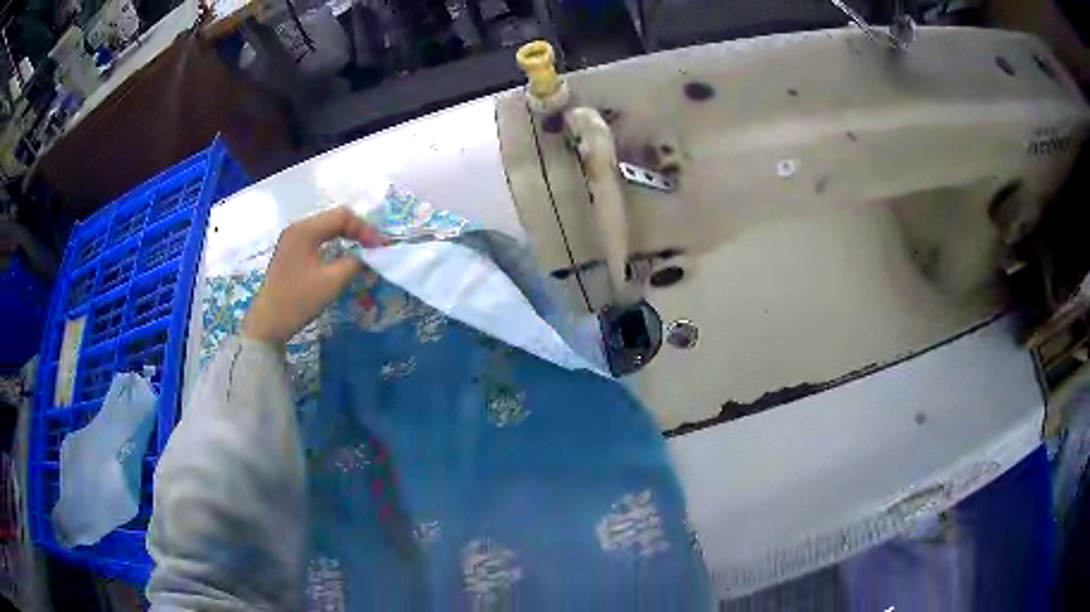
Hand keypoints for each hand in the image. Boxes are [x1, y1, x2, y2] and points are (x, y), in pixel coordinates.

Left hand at [242, 207, 384, 346]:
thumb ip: (354, 263)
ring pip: (326, 227)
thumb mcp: (331, 283)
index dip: (365, 228)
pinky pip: (317, 238)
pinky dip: (333, 243)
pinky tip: (342, 254)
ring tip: (363, 249)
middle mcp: (297, 227)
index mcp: (305, 230)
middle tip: (375, 246)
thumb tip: (368, 256)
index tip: (380, 246)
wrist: (267, 323)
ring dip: (346, 235)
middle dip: (357, 230)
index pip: (342, 216)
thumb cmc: (298, 301)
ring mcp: (292, 238)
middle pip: (334, 218)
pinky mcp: (290, 251)